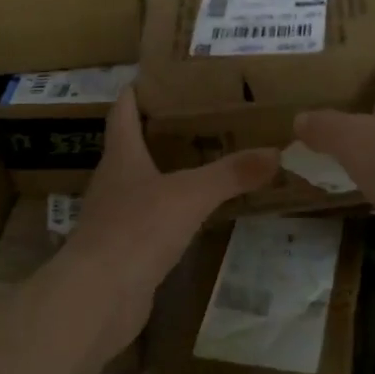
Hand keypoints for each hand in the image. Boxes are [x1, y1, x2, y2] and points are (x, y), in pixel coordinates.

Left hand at [59, 88, 278, 340]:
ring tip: (199, 164)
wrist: (98, 296)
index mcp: (121, 157)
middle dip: (157, 133)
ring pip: (139, 186)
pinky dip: (166, 213)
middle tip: (195, 119)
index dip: (134, 94)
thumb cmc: (137, 229)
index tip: (151, 77)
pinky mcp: (122, 251)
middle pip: (130, 148)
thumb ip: (231, 174)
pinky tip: (189, 216)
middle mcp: (112, 183)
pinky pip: (147, 222)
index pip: (122, 113)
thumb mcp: (190, 195)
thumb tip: (276, 152)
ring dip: (162, 174)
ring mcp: (113, 219)